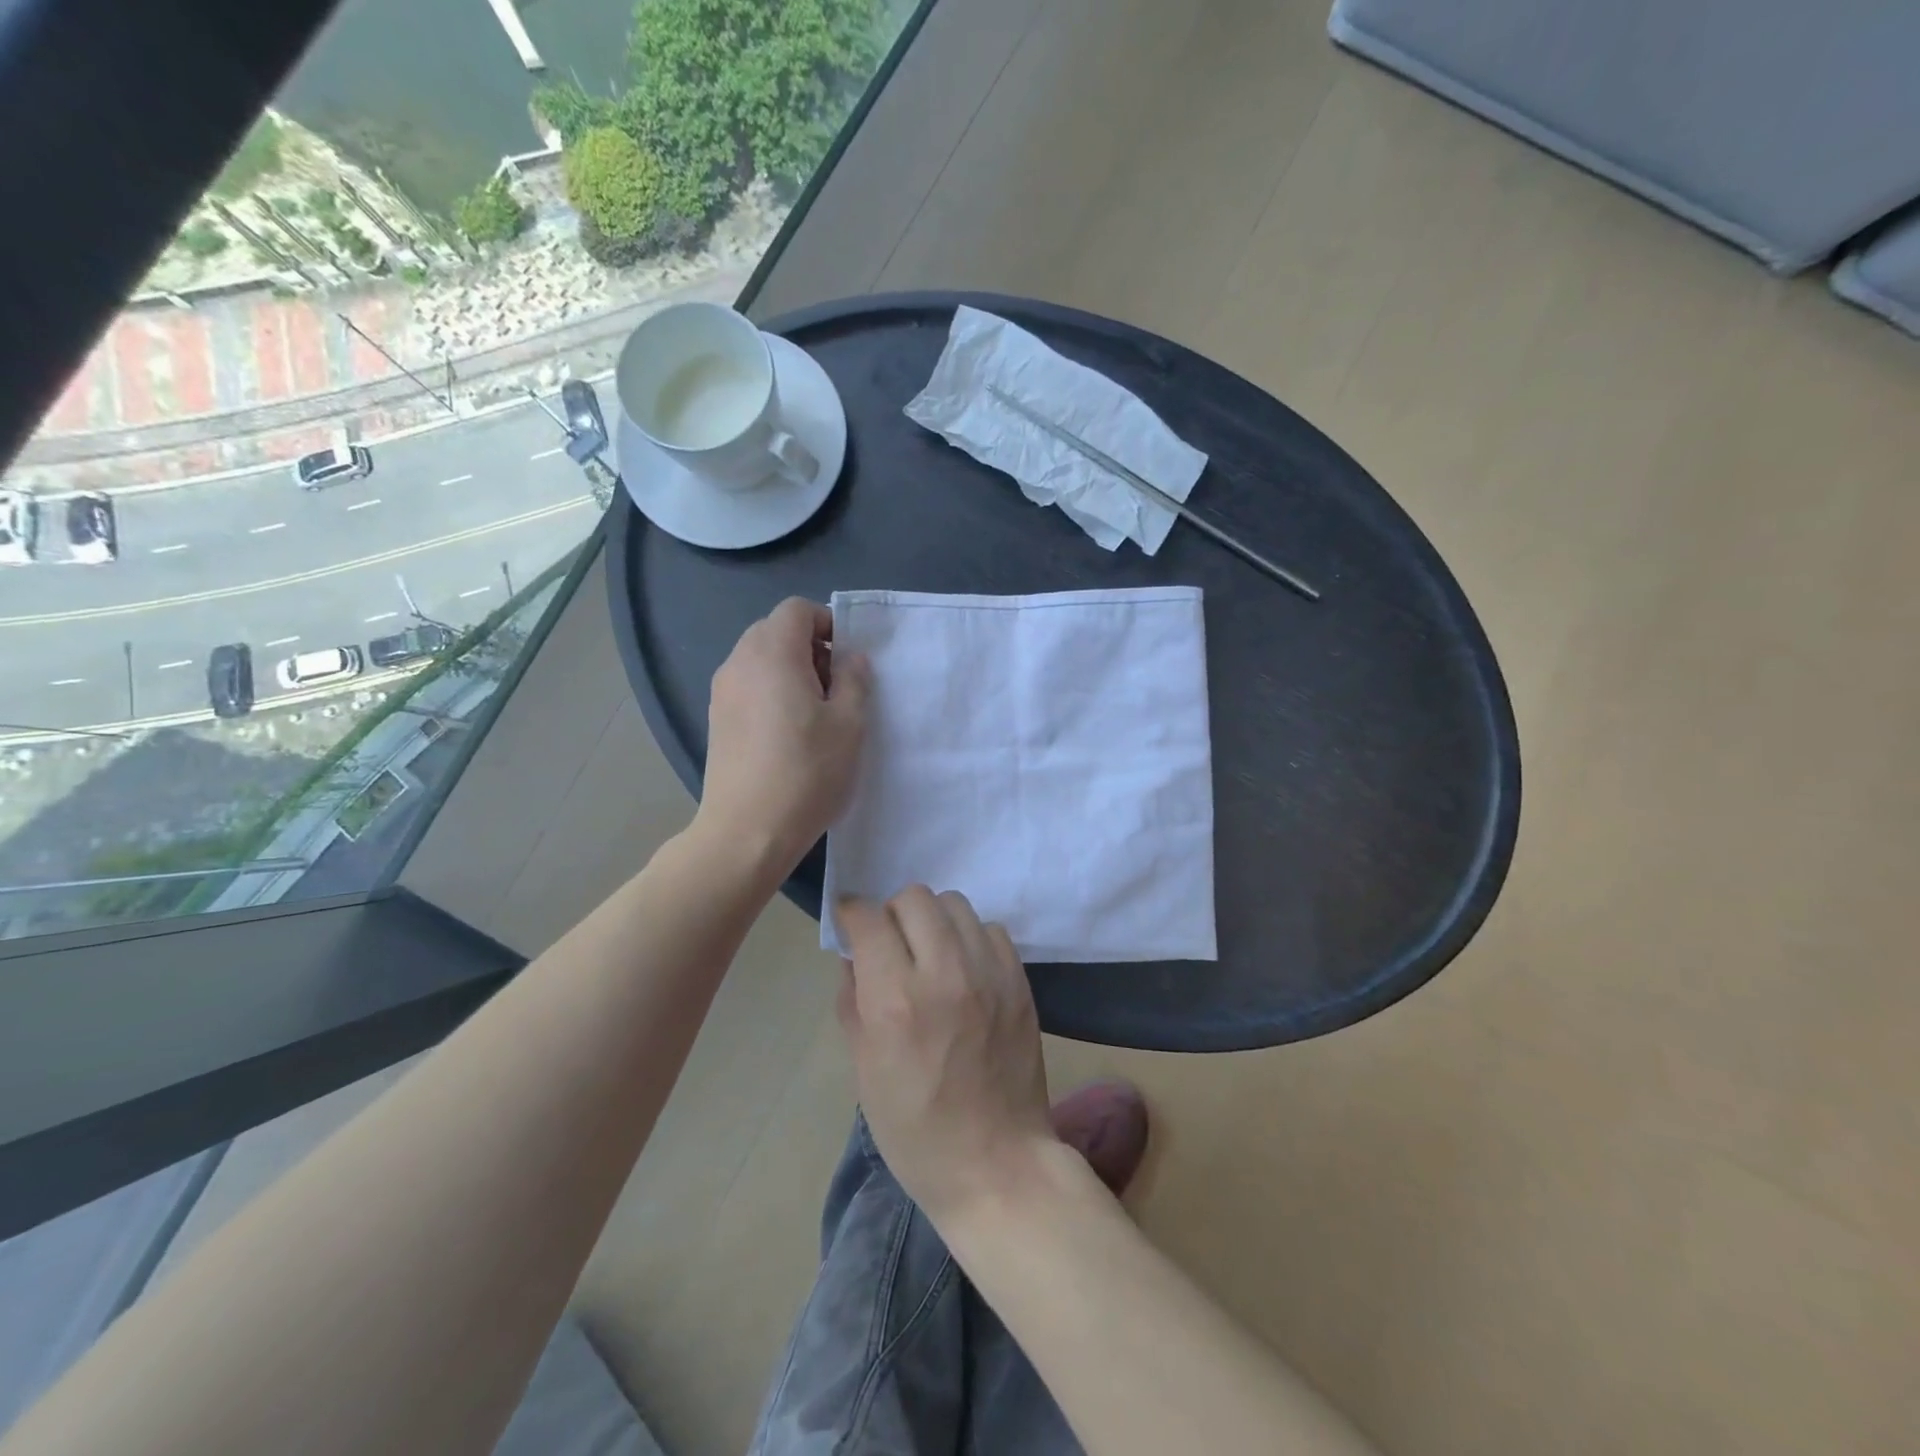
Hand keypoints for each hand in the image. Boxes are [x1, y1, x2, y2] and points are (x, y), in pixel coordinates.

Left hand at [698, 598, 869, 875]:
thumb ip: (854, 680)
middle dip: (811, 647)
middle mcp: (739, 662)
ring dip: (791, 671)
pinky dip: (771, 691)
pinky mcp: (716, 719)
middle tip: (837, 687)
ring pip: (760, 659)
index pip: (797, 609)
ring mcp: (722, 692)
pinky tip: (789, 733)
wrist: (747, 831)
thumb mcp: (849, 724)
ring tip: (816, 713)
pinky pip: (748, 685)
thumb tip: (850, 659)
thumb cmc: (806, 773)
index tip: (848, 660)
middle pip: (775, 630)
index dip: (828, 624)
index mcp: (772, 653)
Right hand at [836, 887, 1054, 1223]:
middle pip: (914, 898)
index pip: (869, 918)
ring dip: (933, 920)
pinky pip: (990, 929)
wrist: (996, 1163)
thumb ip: (852, 1001)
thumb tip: (853, 955)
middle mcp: (943, 973)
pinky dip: (970, 938)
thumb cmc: (916, 1130)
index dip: (852, 915)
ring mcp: (988, 973)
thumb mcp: (864, 1070)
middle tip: (891, 944)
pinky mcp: (1019, 980)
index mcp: (895, 1001)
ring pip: (955, 904)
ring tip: (930, 952)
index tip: (851, 927)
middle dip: (892, 913)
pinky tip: (965, 969)